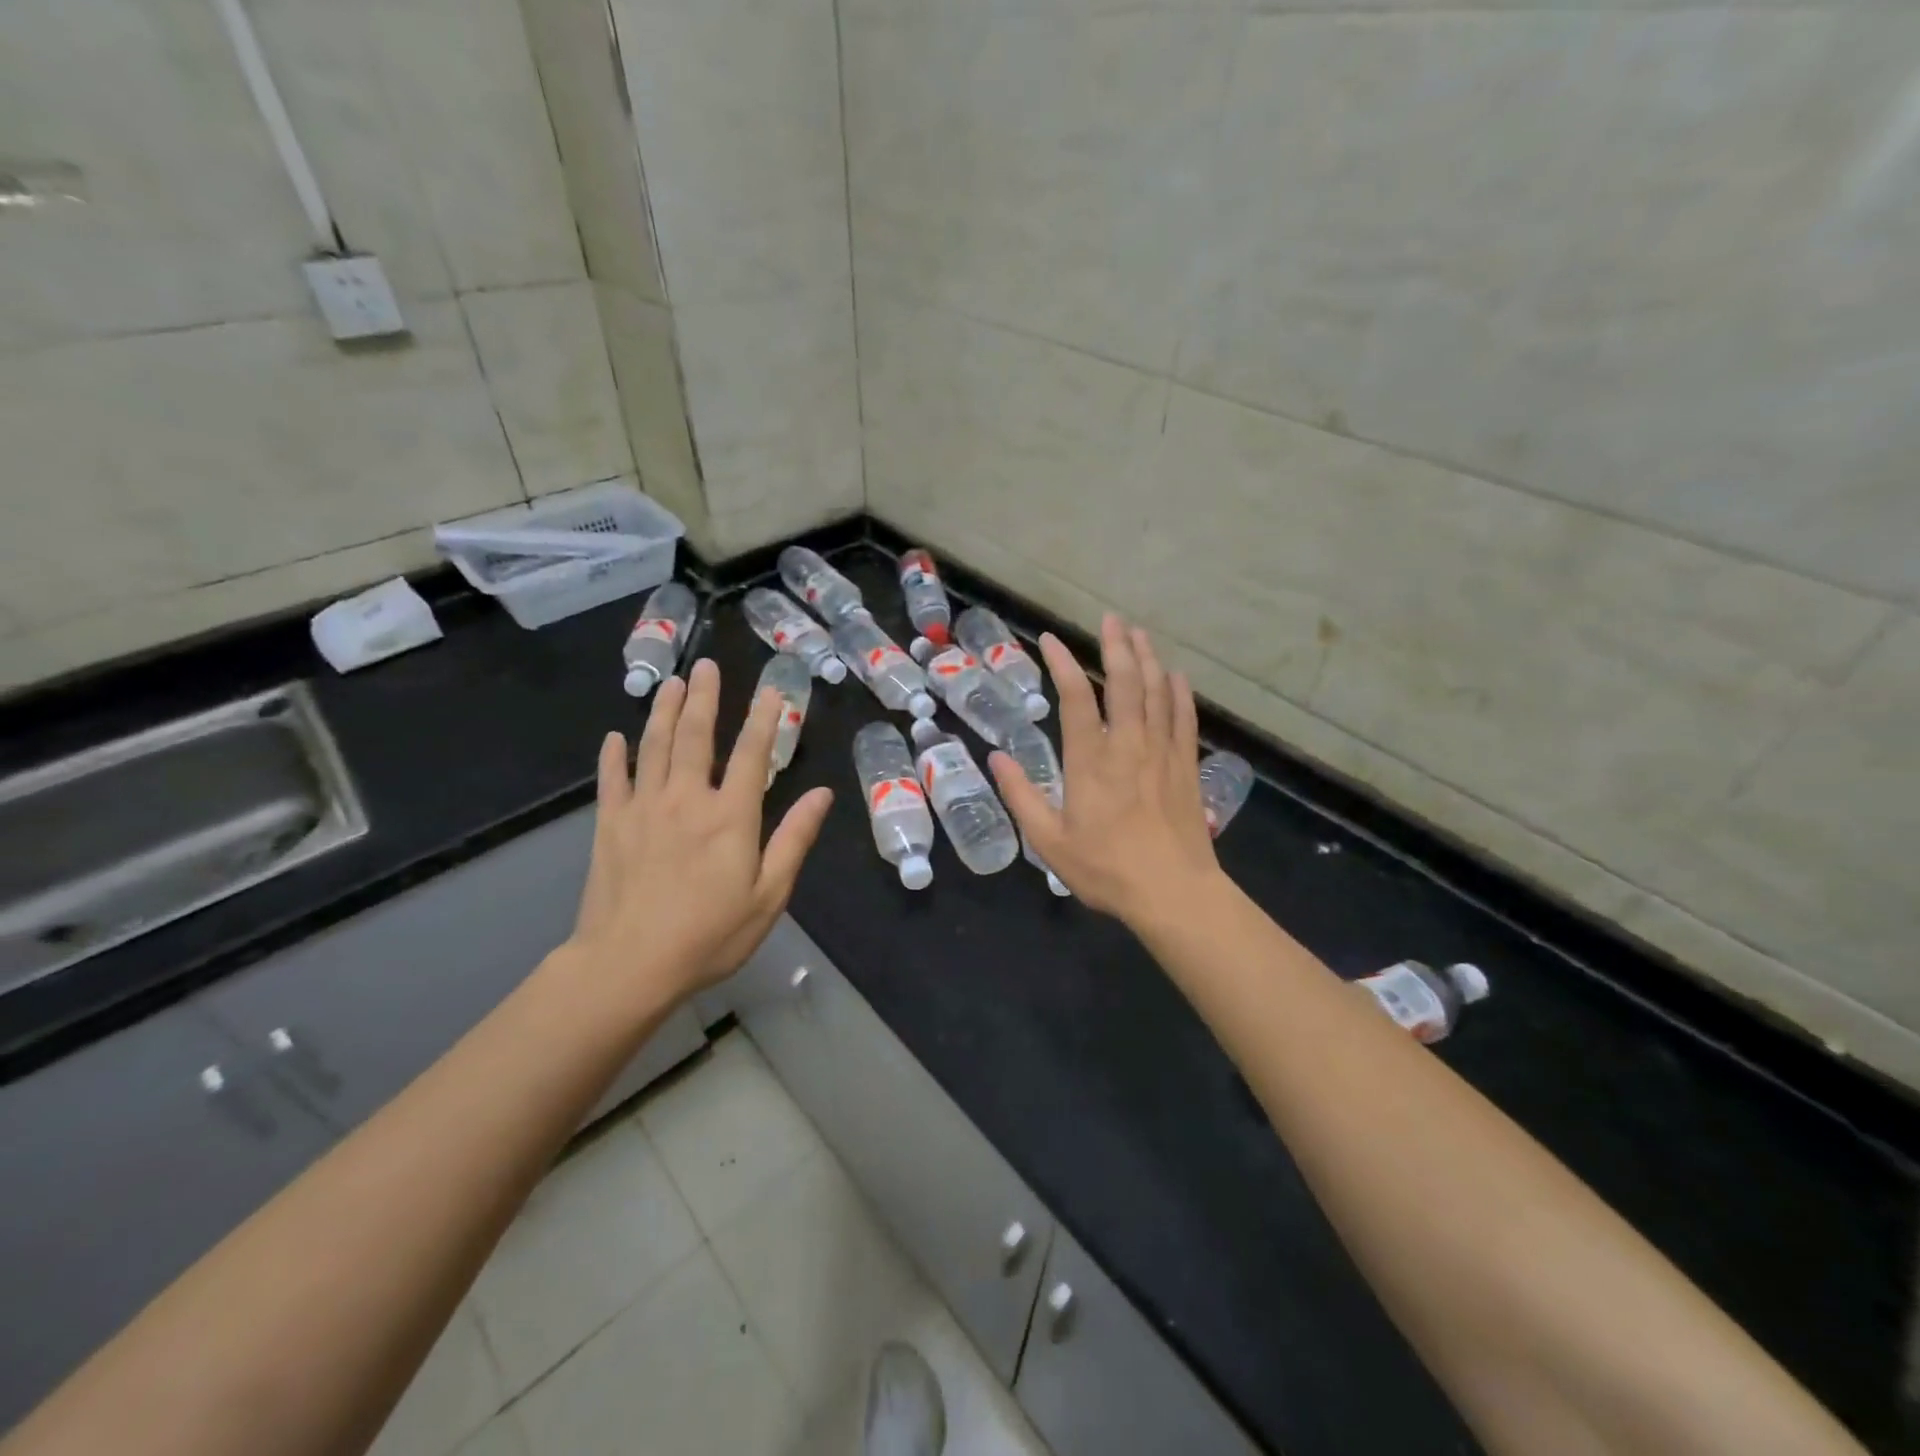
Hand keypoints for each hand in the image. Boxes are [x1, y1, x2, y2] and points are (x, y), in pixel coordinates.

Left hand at [566, 658, 832, 1009]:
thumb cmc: (710, 934)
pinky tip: (614, 737)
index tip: (773, 690)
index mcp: (731, 816)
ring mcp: (643, 808)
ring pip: (654, 747)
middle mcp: (687, 799)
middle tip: (707, 666)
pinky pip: (612, 780)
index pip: (752, 754)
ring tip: (672, 683)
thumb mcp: (769, 895)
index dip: (765, 719)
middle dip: (706, 698)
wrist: (629, 965)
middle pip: (696, 736)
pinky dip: (613, 756)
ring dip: (664, 712)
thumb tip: (822, 794)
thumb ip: (794, 840)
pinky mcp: (610, 826)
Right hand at [988, 615, 1221, 925]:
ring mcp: (1162, 752)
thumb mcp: (1049, 841)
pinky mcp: (1187, 765)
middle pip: (1124, 682)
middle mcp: (1128, 744)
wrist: (1173, 892)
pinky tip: (1175, 675)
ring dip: (1147, 658)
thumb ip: (1021, 796)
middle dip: (1116, 645)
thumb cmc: (1106, 869)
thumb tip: (996, 758)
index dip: (1062, 663)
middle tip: (1110, 618)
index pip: (1075, 697)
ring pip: (1156, 692)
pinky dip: (1179, 692)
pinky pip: (1184, 717)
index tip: (1049, 640)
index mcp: (1090, 760)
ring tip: (1139, 633)